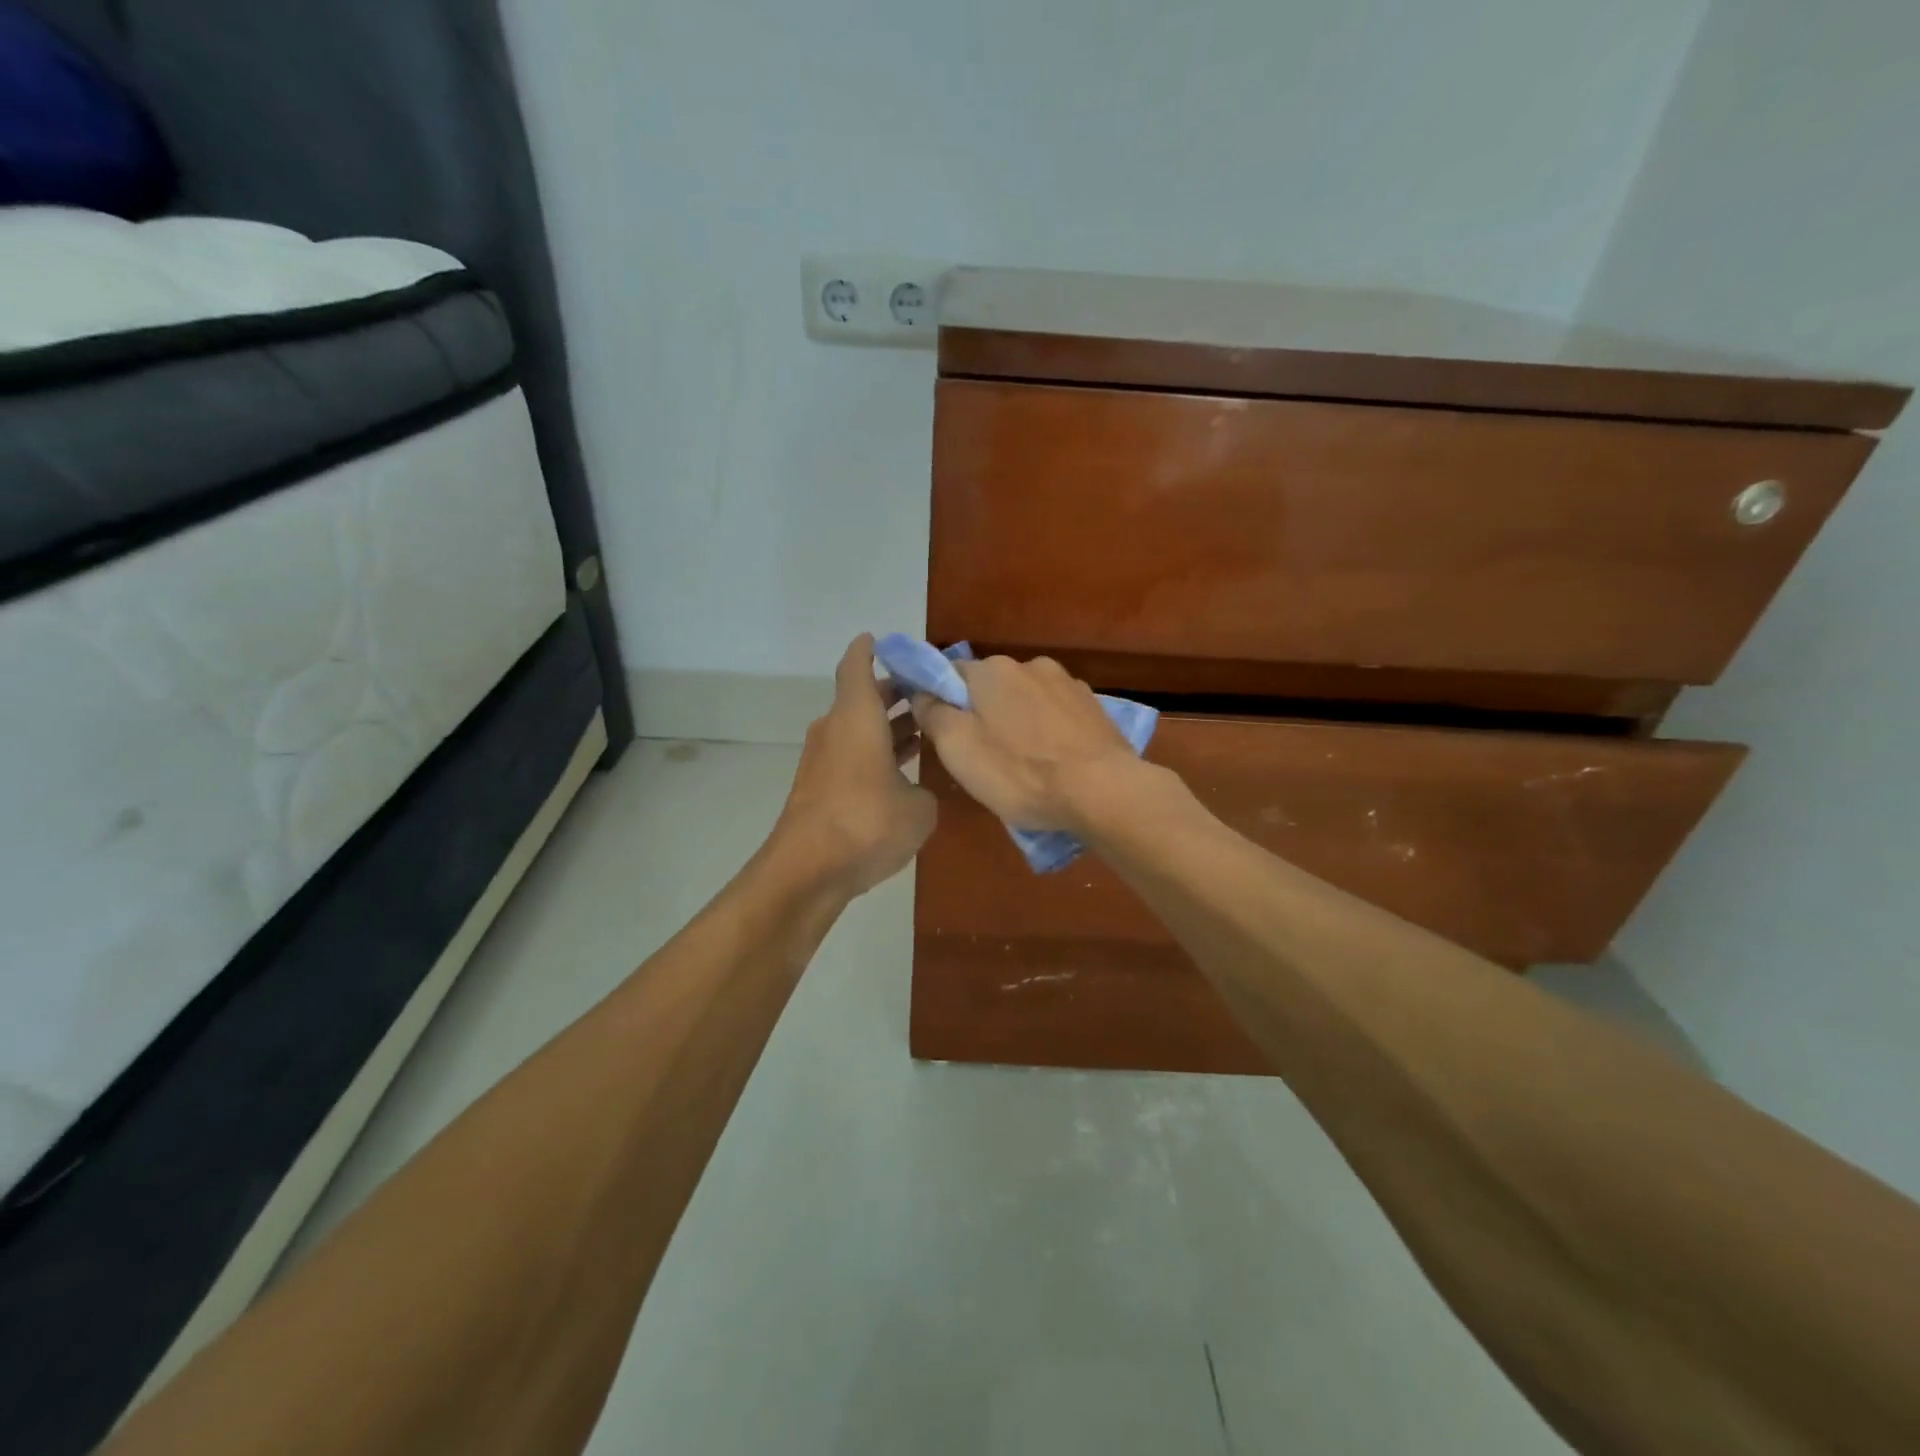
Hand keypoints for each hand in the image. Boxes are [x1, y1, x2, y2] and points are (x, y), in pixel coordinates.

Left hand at [775, 634, 937, 893]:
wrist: (808, 871)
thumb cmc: (867, 823)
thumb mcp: (920, 808)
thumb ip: (925, 790)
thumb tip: (917, 792)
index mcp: (857, 716)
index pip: (857, 665)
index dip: (871, 649)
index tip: (884, 641)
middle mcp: (835, 730)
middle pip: (861, 698)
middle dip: (894, 693)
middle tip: (929, 693)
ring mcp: (822, 761)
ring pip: (858, 730)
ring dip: (888, 727)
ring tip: (926, 730)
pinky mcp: (818, 789)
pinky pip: (853, 757)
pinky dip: (876, 755)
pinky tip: (904, 773)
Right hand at [911, 655, 1140, 832]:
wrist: (1102, 791)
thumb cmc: (1019, 772)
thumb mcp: (958, 749)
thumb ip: (933, 714)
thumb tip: (921, 694)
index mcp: (992, 670)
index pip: (950, 674)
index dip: (940, 702)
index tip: (942, 734)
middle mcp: (1030, 665)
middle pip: (991, 687)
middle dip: (983, 714)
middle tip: (982, 757)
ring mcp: (1067, 684)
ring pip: (1026, 701)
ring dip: (1018, 723)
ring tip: (1024, 765)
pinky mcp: (1094, 707)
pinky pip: (1057, 716)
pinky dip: (1049, 733)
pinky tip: (1054, 762)